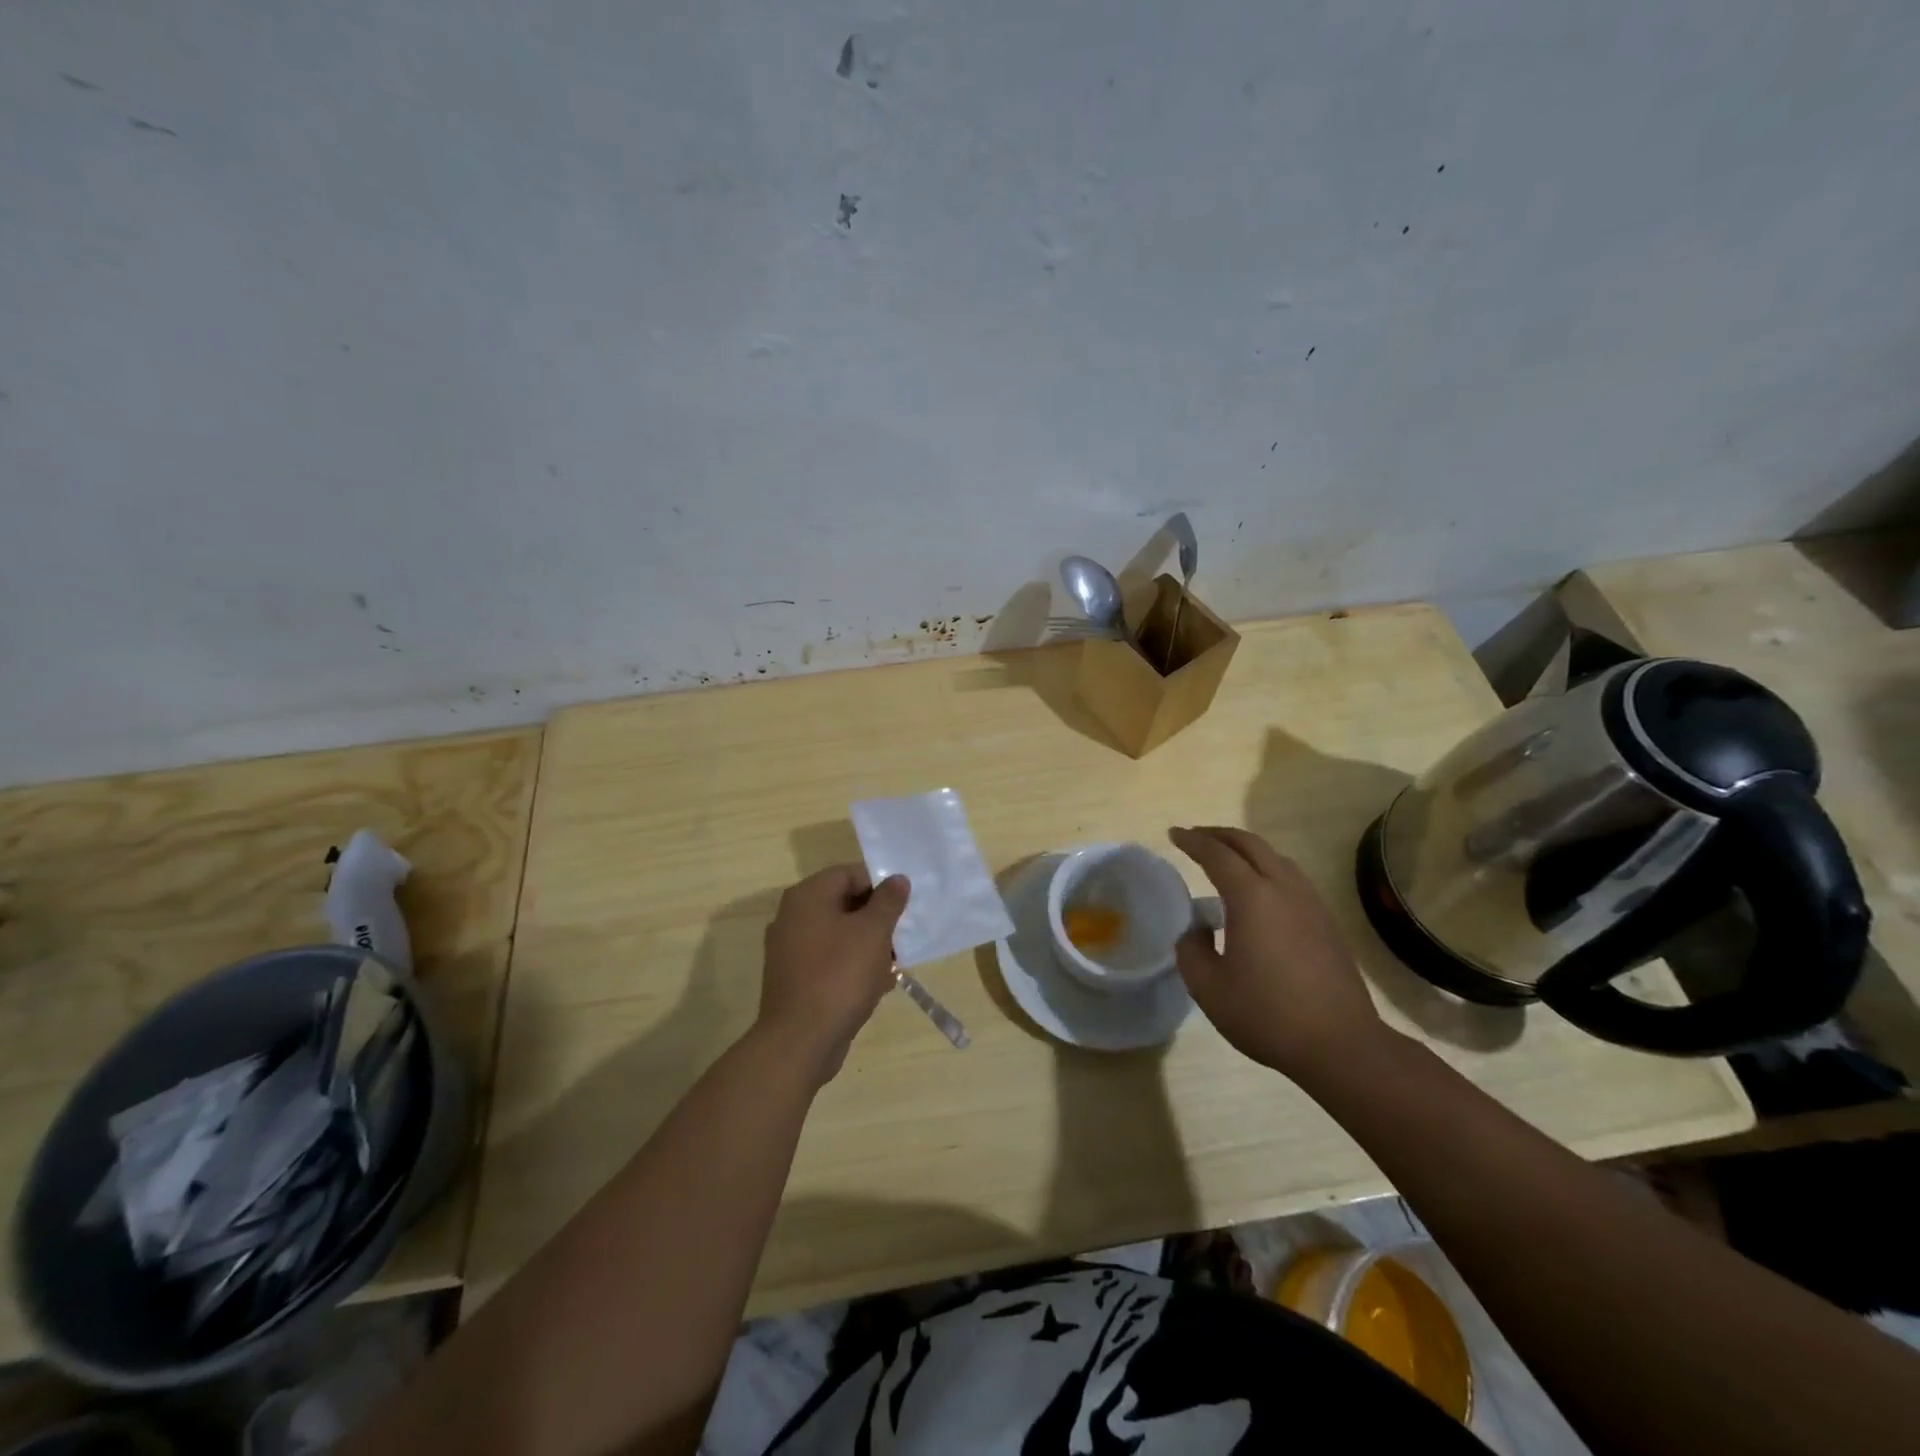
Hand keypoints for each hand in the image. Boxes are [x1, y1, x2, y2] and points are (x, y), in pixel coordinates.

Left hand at [758, 865, 909, 1085]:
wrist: (801, 1040)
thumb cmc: (839, 975)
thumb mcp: (873, 932)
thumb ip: (888, 901)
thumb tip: (897, 879)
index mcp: (807, 897)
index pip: (849, 874)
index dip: (879, 885)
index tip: (902, 906)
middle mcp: (793, 917)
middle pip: (844, 904)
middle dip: (876, 919)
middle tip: (902, 936)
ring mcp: (790, 950)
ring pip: (839, 935)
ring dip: (868, 946)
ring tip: (894, 965)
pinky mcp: (795, 979)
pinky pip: (829, 961)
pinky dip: (852, 967)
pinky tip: (876, 986)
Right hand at [1169, 826, 1385, 1081]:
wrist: (1341, 1044)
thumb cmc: (1267, 1014)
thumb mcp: (1209, 988)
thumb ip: (1191, 950)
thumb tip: (1196, 929)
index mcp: (1252, 897)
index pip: (1217, 855)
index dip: (1193, 841)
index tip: (1174, 834)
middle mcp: (1284, 889)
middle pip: (1250, 844)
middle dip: (1220, 835)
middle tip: (1196, 836)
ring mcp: (1311, 903)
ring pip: (1276, 858)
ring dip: (1247, 849)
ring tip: (1226, 859)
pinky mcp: (1326, 922)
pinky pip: (1292, 877)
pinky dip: (1267, 868)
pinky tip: (1259, 891)